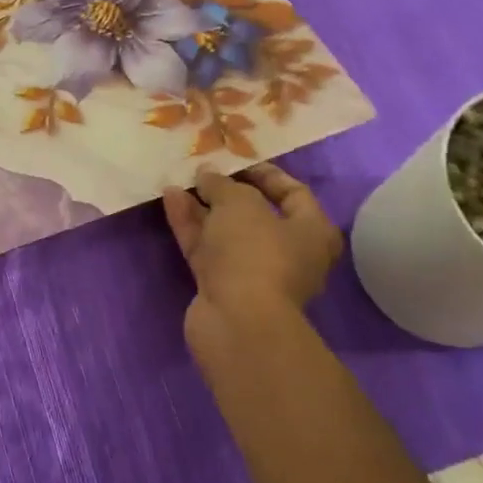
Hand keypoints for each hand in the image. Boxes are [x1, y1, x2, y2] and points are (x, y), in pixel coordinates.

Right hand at [162, 164, 341, 354]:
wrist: (237, 321)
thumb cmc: (255, 253)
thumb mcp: (240, 204)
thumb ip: (222, 184)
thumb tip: (207, 174)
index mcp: (311, 232)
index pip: (294, 193)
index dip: (265, 173)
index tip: (236, 160)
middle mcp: (287, 253)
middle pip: (255, 214)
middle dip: (226, 191)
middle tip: (202, 171)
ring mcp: (252, 272)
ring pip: (225, 232)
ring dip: (202, 207)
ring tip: (177, 180)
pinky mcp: (222, 286)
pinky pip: (206, 248)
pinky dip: (190, 225)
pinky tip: (170, 200)